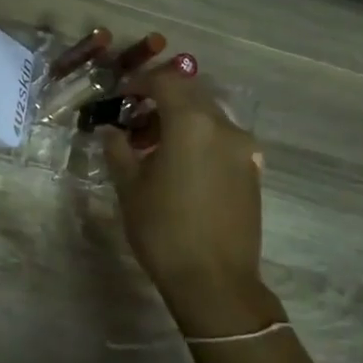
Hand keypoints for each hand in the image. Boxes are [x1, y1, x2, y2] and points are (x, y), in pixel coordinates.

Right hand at [102, 63, 282, 337]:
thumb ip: (118, 149)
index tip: (120, 96)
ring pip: (208, 116)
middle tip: (133, 119)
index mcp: (191, 123)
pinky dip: (198, 138)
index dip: (140, 82)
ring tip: (152, 146)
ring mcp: (244, 149)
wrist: (215, 281)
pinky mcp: (252, 171)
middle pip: (191, 94)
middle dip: (160, 98)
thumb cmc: (163, 229)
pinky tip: (179, 165)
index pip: (165, 81)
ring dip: (180, 119)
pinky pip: (221, 139)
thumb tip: (110, 130)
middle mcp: (224, 127)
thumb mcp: (129, 186)